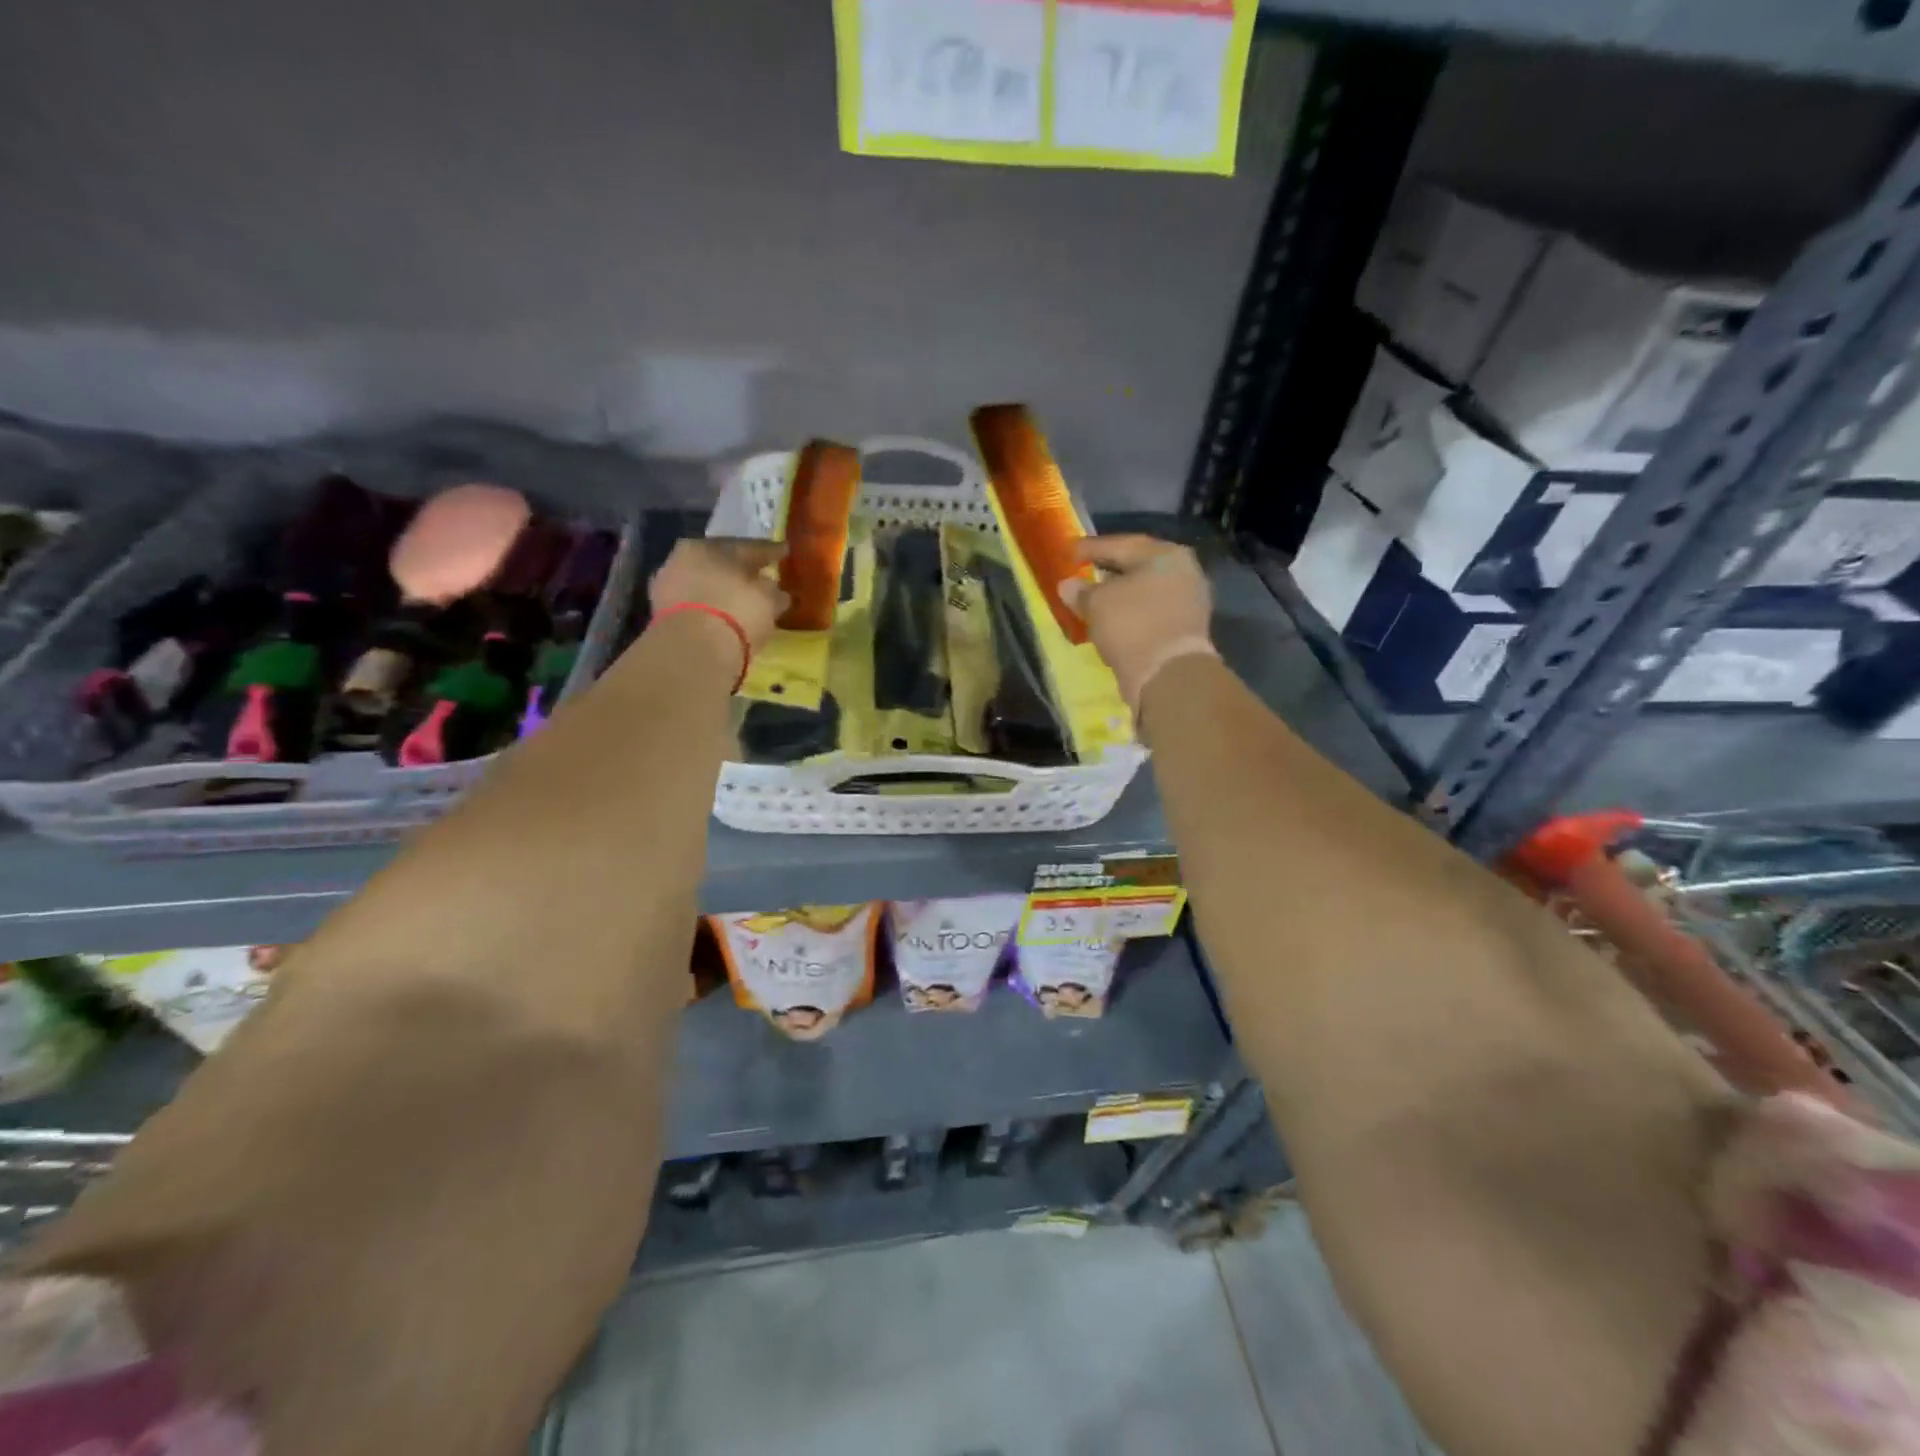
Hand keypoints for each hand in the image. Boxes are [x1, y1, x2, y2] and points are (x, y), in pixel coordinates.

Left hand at [649, 538, 787, 655]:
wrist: (692, 650)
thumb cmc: (735, 612)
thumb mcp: (767, 599)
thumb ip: (772, 590)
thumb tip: (775, 590)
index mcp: (708, 545)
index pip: (746, 546)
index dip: (769, 551)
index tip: (783, 552)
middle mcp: (683, 558)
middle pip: (721, 563)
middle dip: (741, 571)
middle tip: (761, 577)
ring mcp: (668, 587)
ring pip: (705, 584)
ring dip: (723, 591)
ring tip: (743, 602)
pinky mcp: (662, 615)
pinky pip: (696, 607)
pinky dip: (711, 610)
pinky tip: (725, 618)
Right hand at [1060, 534, 1215, 711]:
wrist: (1168, 675)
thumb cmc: (1131, 625)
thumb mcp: (1097, 604)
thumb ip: (1081, 591)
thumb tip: (1068, 585)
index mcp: (1164, 554)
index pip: (1120, 544)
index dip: (1090, 548)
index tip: (1069, 553)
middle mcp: (1184, 571)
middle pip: (1138, 566)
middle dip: (1109, 571)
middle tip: (1084, 573)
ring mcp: (1189, 600)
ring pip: (1146, 590)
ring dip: (1121, 594)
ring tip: (1096, 600)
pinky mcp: (1187, 628)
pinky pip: (1152, 612)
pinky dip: (1132, 613)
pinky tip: (1114, 620)